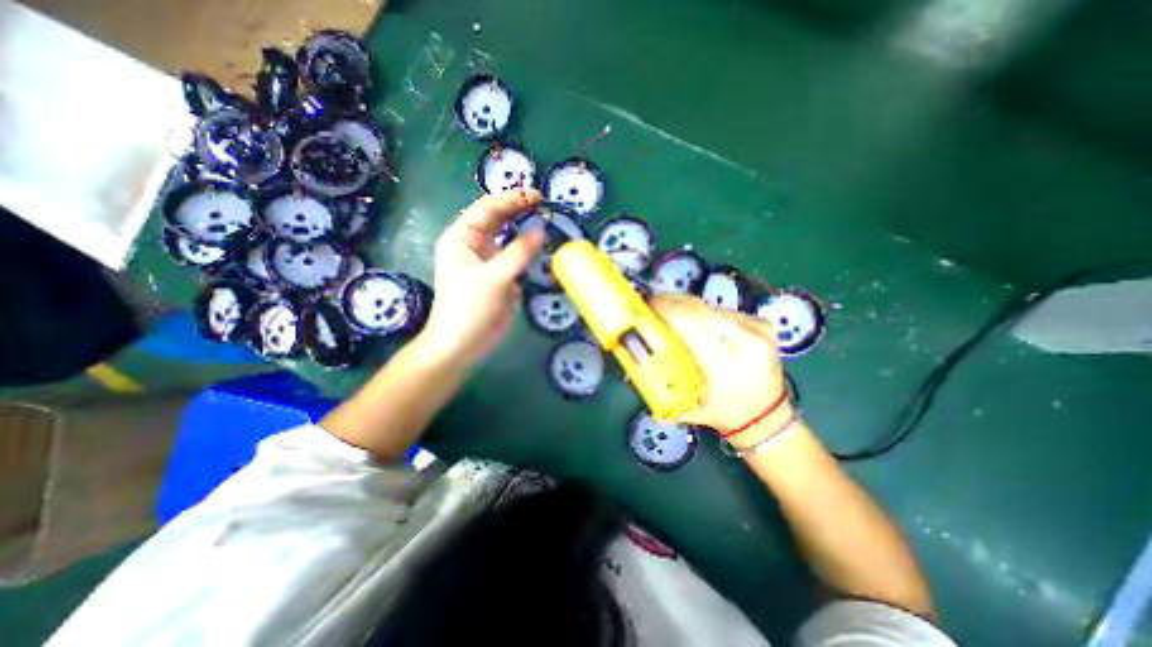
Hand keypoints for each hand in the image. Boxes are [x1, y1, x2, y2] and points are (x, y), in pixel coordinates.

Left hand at [422, 187, 544, 368]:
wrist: (462, 344)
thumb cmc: (468, 307)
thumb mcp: (494, 278)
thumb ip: (519, 253)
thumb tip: (541, 231)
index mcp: (462, 237)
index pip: (487, 208)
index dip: (512, 199)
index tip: (537, 197)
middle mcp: (474, 245)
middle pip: (498, 220)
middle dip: (519, 211)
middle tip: (545, 206)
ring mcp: (488, 261)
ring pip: (508, 238)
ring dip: (525, 230)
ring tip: (547, 223)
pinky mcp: (500, 277)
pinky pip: (516, 258)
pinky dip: (528, 252)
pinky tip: (541, 249)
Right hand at [651, 294, 797, 442]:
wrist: (767, 417)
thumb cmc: (722, 414)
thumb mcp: (686, 404)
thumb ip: (660, 382)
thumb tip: (633, 361)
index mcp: (726, 362)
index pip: (688, 321)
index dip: (664, 310)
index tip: (646, 306)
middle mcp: (747, 338)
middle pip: (698, 307)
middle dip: (670, 302)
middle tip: (651, 305)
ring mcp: (758, 327)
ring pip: (709, 306)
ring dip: (686, 307)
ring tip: (669, 313)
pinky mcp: (762, 322)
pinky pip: (722, 310)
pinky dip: (703, 313)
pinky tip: (694, 321)